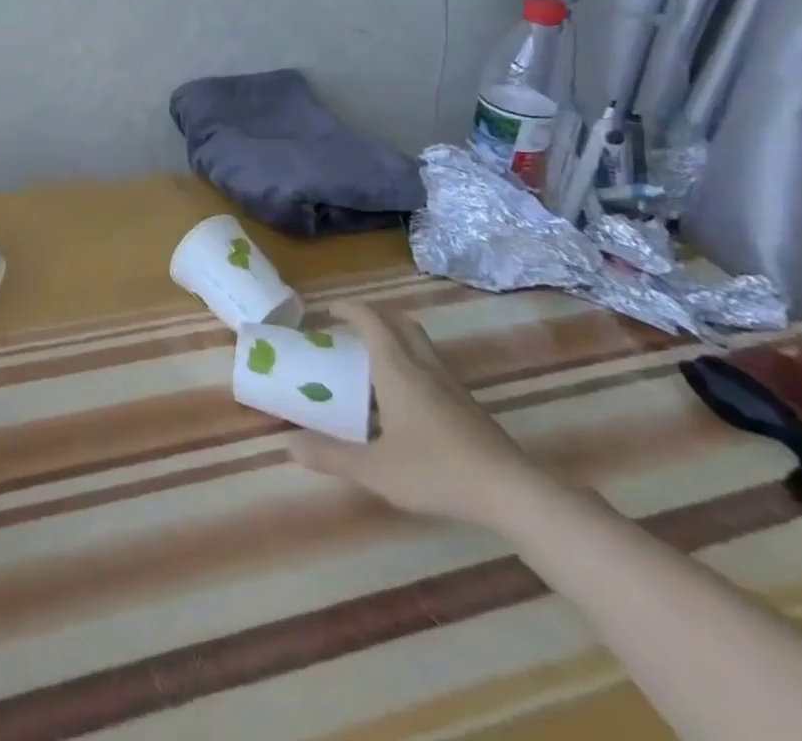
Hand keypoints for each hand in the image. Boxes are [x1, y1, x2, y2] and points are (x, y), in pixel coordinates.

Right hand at [288, 299, 549, 527]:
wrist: (512, 493)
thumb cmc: (438, 471)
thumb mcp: (376, 469)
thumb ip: (331, 456)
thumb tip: (288, 446)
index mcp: (397, 369)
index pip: (371, 320)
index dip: (347, 308)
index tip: (326, 311)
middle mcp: (423, 366)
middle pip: (399, 322)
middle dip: (372, 316)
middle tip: (348, 330)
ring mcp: (450, 383)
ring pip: (419, 342)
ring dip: (393, 338)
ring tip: (370, 360)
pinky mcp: (466, 403)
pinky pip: (431, 364)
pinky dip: (410, 362)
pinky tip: (401, 398)